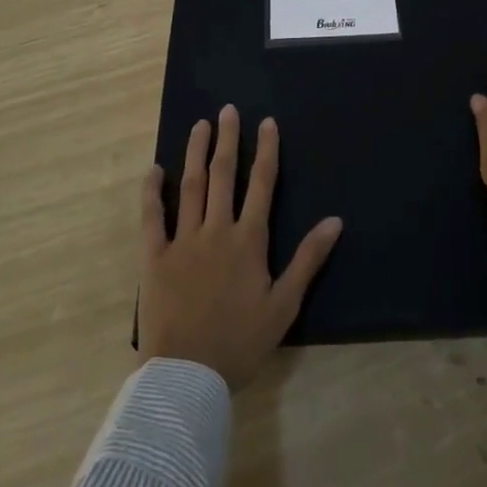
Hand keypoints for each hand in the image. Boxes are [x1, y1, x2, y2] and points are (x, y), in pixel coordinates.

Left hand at [139, 104, 342, 389]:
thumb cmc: (240, 342)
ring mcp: (182, 241)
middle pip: (224, 175)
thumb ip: (308, 259)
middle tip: (228, 110)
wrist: (187, 376)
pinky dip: (151, 192)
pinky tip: (154, 170)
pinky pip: (151, 217)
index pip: (261, 184)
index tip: (267, 122)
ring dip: (196, 153)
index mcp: (248, 240)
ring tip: (200, 126)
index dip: (266, 150)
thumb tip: (335, 220)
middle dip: (228, 140)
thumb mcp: (284, 305)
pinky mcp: (154, 257)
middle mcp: (216, 230)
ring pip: (191, 186)